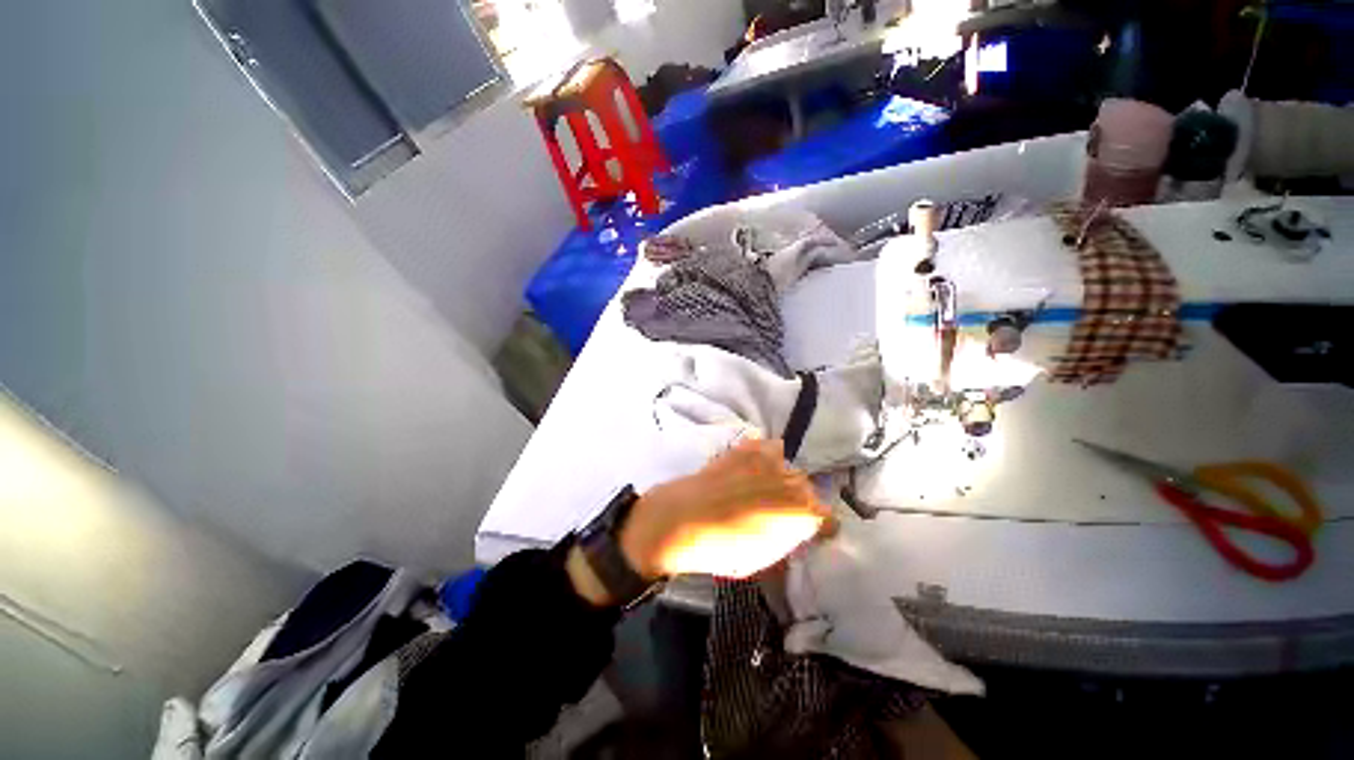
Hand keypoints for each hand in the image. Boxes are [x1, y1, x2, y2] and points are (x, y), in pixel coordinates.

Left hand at [621, 439, 834, 579]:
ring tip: (760, 486)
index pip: (828, 519)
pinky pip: (766, 448)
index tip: (807, 532)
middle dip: (797, 501)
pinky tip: (747, 469)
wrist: (687, 518)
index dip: (818, 527)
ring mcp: (771, 460)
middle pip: (808, 489)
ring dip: (780, 477)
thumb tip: (792, 531)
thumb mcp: (765, 559)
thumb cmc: (726, 549)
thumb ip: (787, 540)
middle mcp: (795, 482)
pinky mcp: (749, 447)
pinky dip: (761, 457)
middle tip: (776, 511)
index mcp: (804, 513)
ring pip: (787, 466)